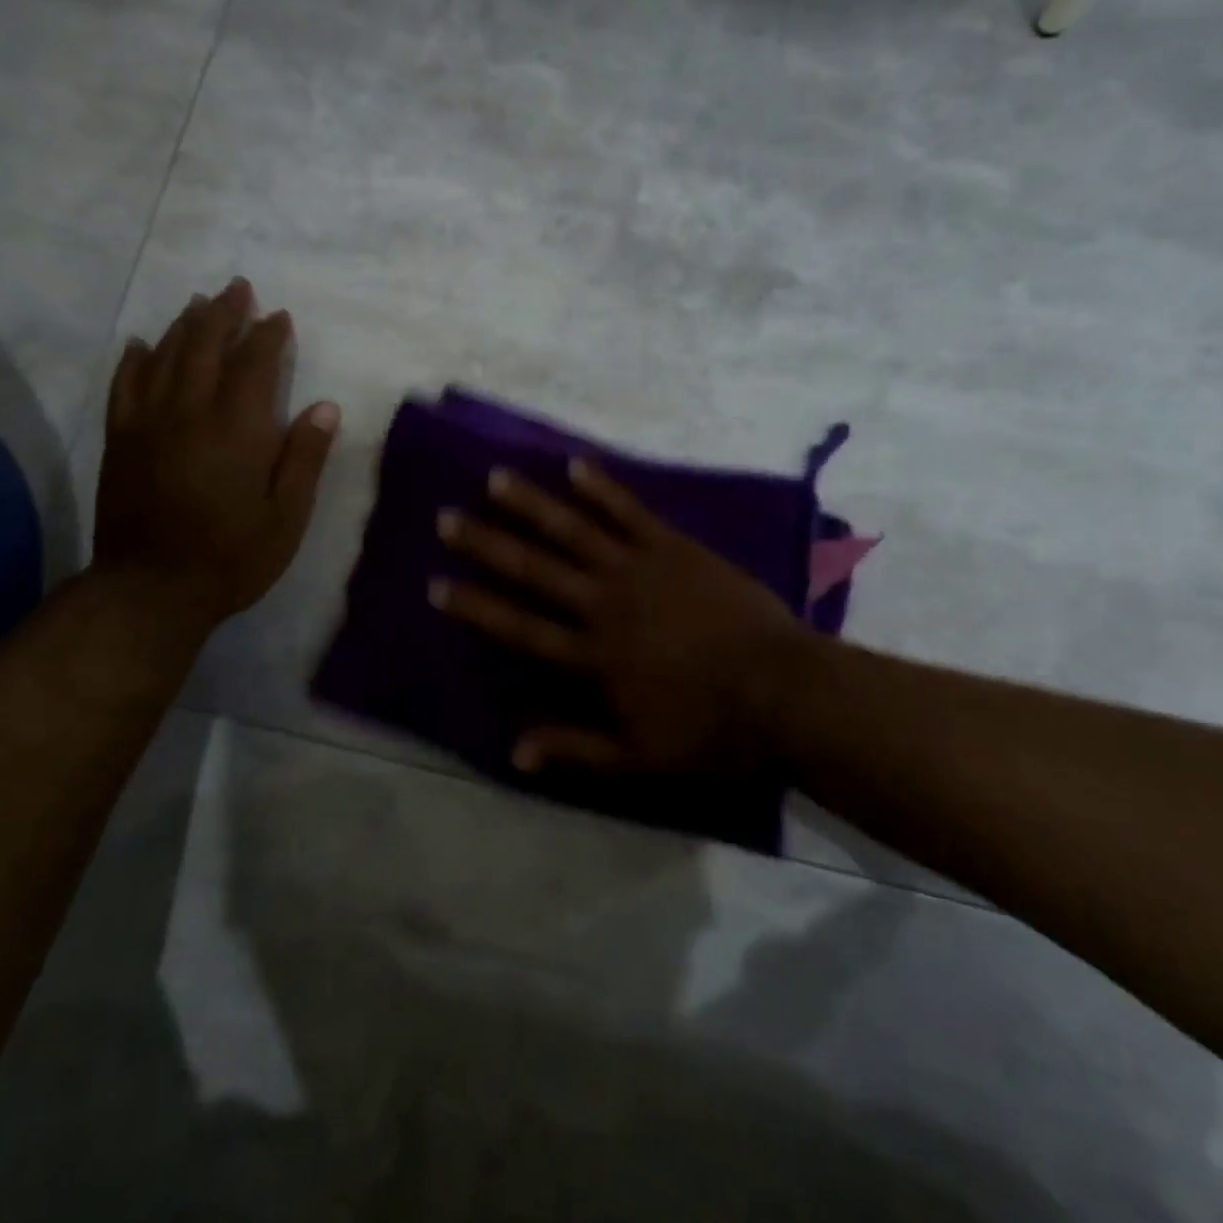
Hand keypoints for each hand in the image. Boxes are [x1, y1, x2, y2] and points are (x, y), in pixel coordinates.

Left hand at [93, 278, 339, 623]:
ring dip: (185, 325)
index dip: (268, 335)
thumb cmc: (233, 556)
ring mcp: (149, 422)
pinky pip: (125, 385)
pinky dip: (136, 359)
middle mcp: (191, 411)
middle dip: (224, 313)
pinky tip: (142, 344)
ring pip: (166, 356)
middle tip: (237, 288)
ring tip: (199, 304)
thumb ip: (304, 458)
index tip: (279, 317)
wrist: (152, 589)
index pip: (255, 364)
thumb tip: (325, 407)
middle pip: (206, 346)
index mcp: (238, 428)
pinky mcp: (121, 440)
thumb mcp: (287, 516)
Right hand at [431, 461, 804, 775]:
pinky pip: (630, 512)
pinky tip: (575, 466)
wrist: (786, 691)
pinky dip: (602, 488)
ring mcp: (640, 569)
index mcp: (593, 654)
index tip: (436, 585)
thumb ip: (576, 749)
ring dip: (532, 504)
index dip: (476, 607)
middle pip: (535, 569)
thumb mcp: (640, 757)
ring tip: (496, 478)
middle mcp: (605, 603)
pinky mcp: (675, 547)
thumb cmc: (712, 730)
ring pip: (574, 529)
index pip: (520, 627)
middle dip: (486, 544)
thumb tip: (514, 751)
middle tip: (447, 517)